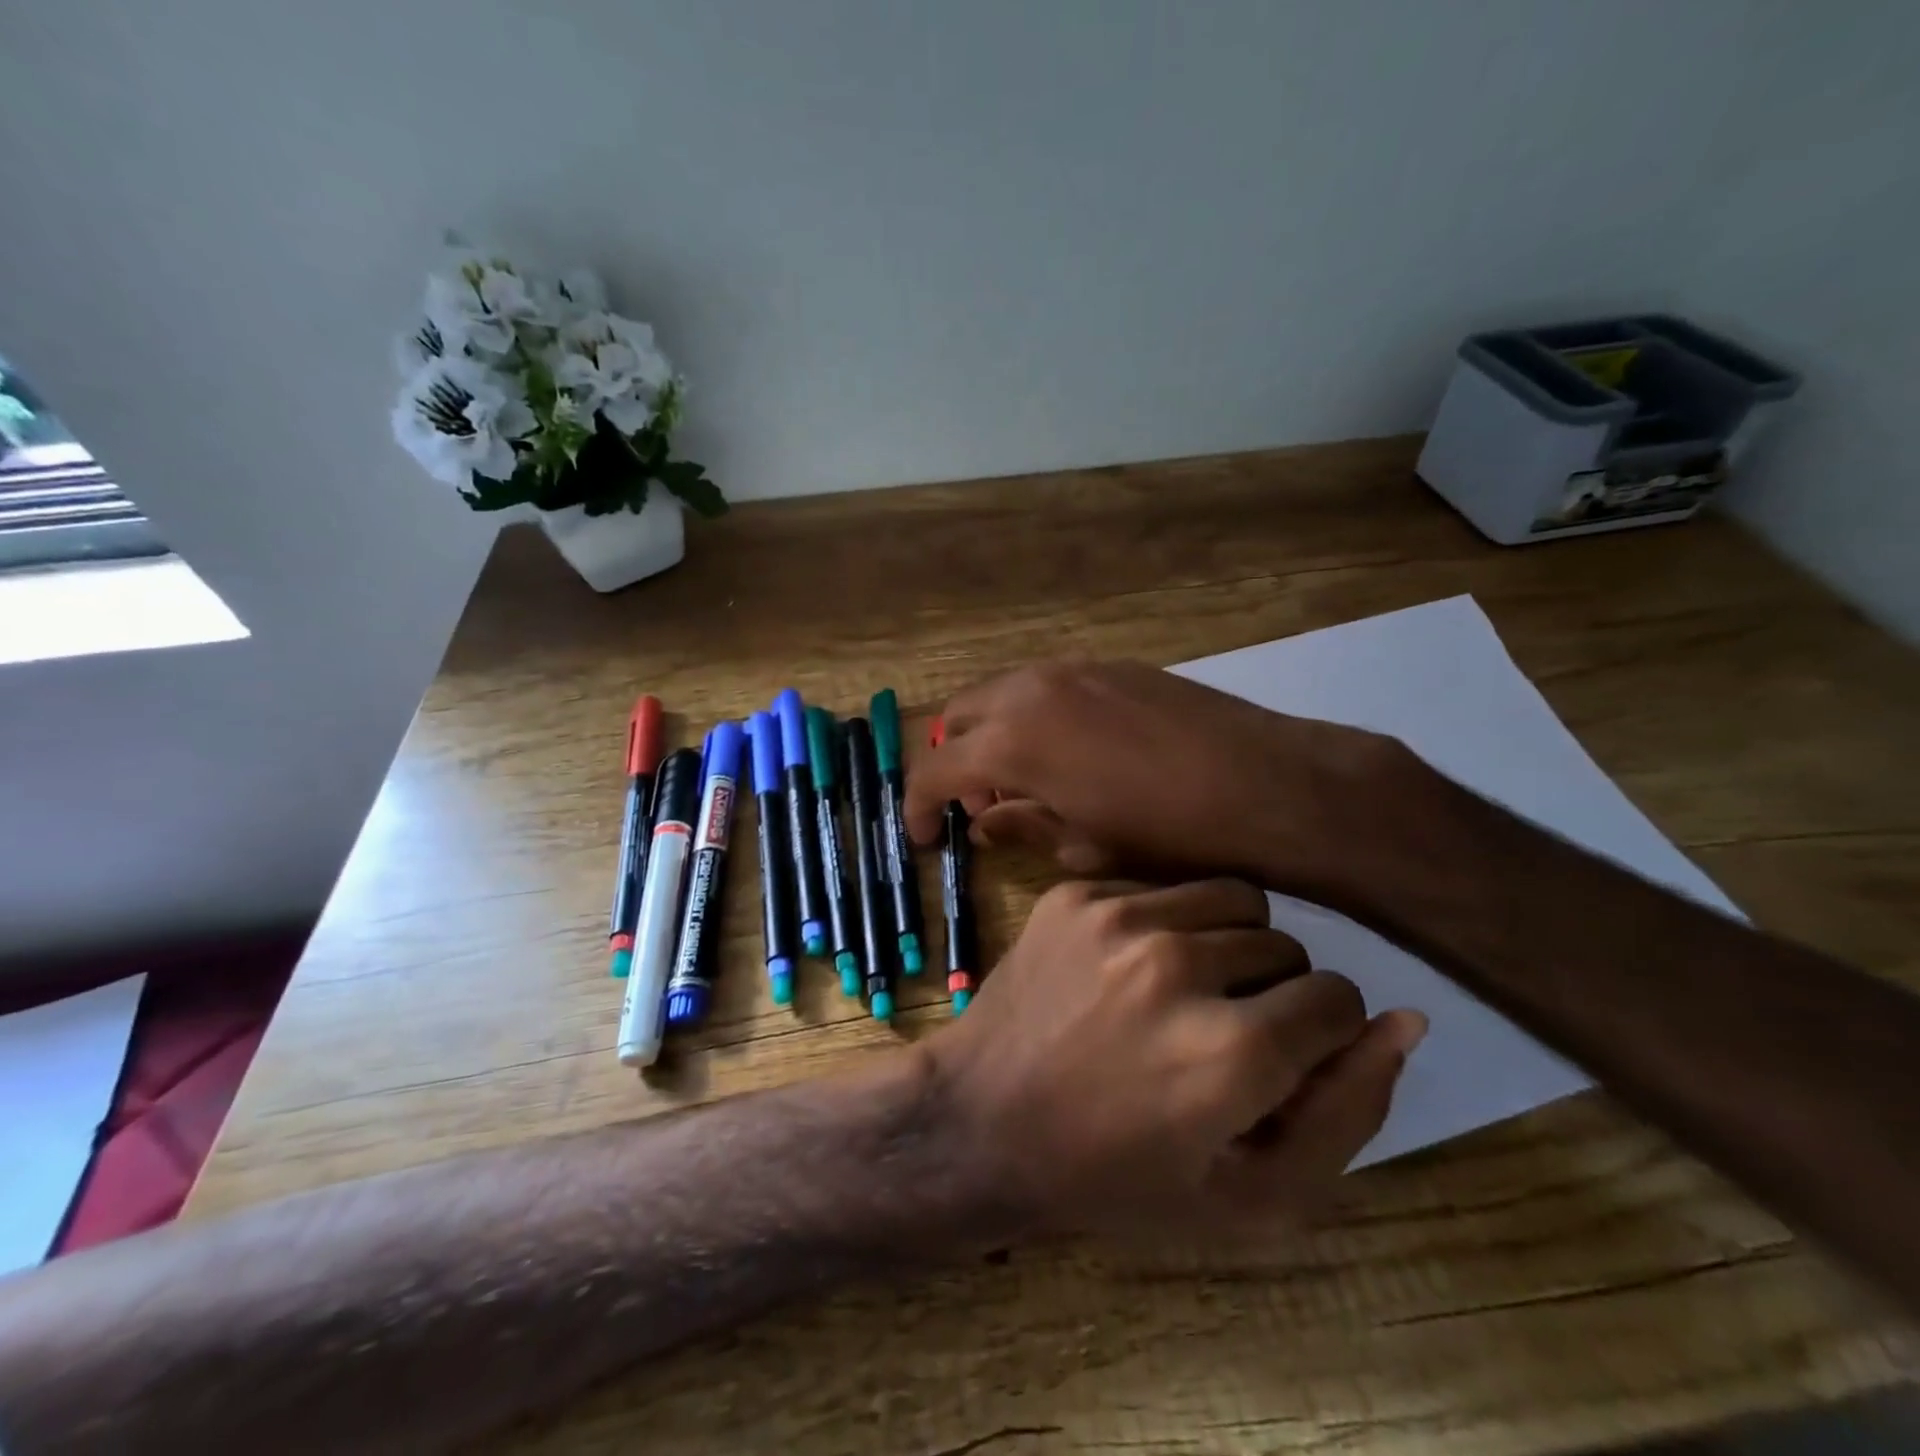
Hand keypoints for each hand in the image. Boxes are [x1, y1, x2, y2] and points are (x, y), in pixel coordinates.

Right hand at [904, 660, 1411, 894]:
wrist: (1266, 785)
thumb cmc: (1168, 834)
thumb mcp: (1084, 847)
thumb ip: (1022, 827)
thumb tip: (984, 823)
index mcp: (1013, 742)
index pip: (935, 769)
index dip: (919, 806)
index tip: (923, 837)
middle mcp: (1030, 691)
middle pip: (958, 716)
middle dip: (955, 762)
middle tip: (981, 807)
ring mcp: (1073, 669)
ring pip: (1001, 694)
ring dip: (993, 735)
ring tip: (1026, 781)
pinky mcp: (1111, 665)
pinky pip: (1045, 686)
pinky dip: (1032, 717)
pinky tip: (1071, 754)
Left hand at [926, 877, 1425, 1236]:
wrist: (984, 1120)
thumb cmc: (1118, 1176)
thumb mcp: (1251, 1195)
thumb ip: (1346, 1112)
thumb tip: (1405, 1018)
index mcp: (1231, 1051)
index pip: (1339, 997)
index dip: (1319, 1033)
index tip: (1279, 1056)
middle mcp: (1177, 963)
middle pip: (1285, 942)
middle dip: (1273, 987)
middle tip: (1221, 1029)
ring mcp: (1117, 917)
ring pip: (1230, 897)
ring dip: (1227, 941)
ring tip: (1185, 990)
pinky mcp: (1074, 894)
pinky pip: (1161, 886)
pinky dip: (1165, 922)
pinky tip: (1129, 969)